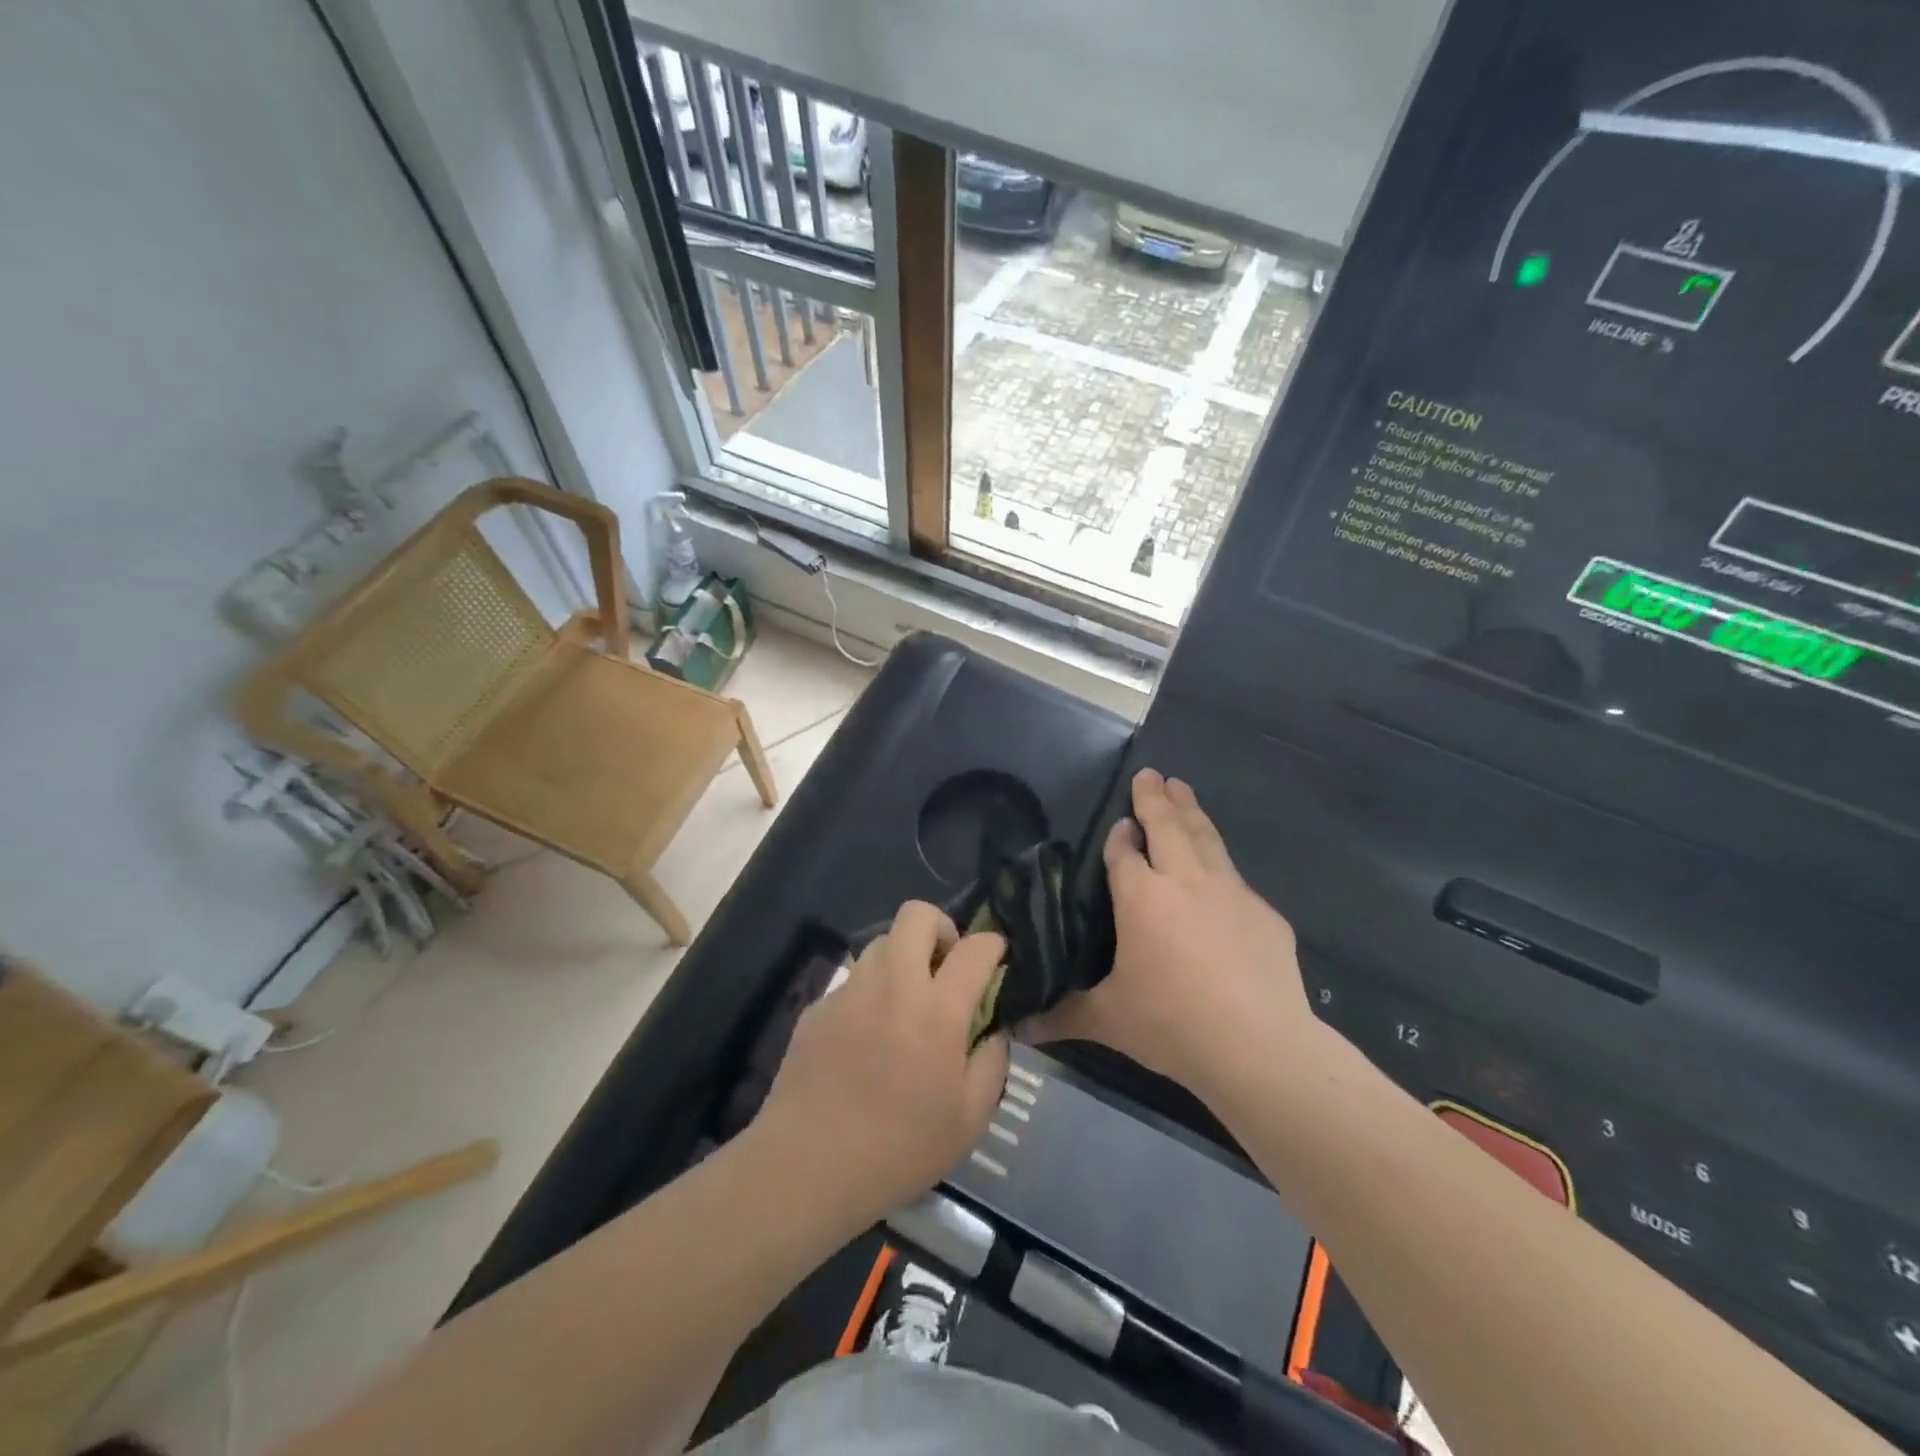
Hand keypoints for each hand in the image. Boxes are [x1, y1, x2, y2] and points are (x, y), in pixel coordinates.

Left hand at [752, 902, 1010, 1224]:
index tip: (996, 957)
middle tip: (946, 967)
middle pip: (917, 915)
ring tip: (906, 1000)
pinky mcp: (818, 1006)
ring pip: (881, 941)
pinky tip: (868, 1036)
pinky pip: (853, 979)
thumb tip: (993, 1029)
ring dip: (903, 957)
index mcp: (937, 1011)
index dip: (993, 944)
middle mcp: (893, 985)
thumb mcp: (969, 1120)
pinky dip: (871, 991)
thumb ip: (991, 1063)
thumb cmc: (898, 1150)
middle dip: (941, 927)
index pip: (974, 948)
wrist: (806, 1167)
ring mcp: (850, 991)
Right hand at [1025, 768, 1319, 1102]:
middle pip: (1167, 826)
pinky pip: (1236, 878)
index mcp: (1142, 899)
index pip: (1124, 853)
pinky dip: (1220, 862)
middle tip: (1150, 773)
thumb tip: (1020, 1030)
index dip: (1118, 837)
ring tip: (1181, 787)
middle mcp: (1185, 882)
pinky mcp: (1264, 913)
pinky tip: (1220, 869)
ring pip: (1205, 837)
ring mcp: (1230, 892)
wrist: (1259, 1047)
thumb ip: (1063, 1015)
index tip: (1118, 824)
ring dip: (1190, 810)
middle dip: (1154, 797)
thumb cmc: (1172, 1025)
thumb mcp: (1109, 1020)